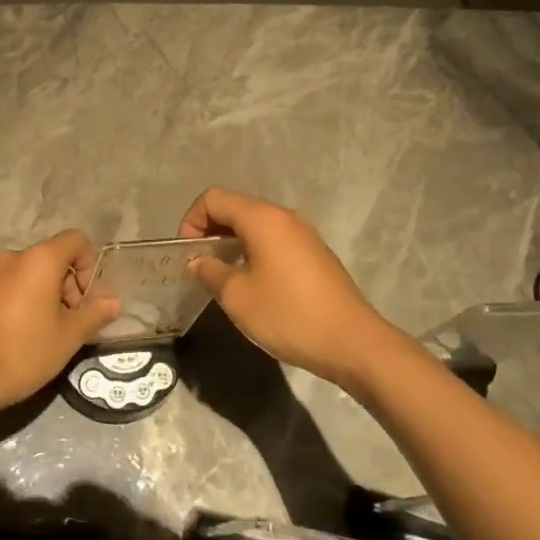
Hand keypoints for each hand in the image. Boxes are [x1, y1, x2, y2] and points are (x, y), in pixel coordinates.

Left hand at [0, 230, 121, 410]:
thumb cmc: (24, 352)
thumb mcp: (69, 336)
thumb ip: (95, 313)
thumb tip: (114, 301)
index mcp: (40, 259)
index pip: (76, 240)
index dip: (89, 265)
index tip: (86, 300)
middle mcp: (13, 257)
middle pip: (52, 257)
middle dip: (68, 284)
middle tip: (70, 321)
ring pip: (29, 273)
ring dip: (45, 293)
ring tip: (45, 331)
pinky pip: (8, 285)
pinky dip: (22, 300)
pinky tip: (19, 334)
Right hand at [180, 188, 393, 389]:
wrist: (352, 342)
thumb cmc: (288, 314)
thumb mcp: (237, 296)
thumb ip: (210, 271)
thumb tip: (198, 261)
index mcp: (262, 218)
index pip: (213, 198)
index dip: (191, 221)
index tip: (188, 254)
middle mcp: (284, 216)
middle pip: (235, 208)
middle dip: (210, 231)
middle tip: (201, 266)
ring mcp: (304, 234)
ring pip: (256, 225)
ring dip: (232, 243)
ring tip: (224, 278)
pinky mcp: (315, 254)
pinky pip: (275, 240)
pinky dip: (254, 252)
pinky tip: (254, 285)